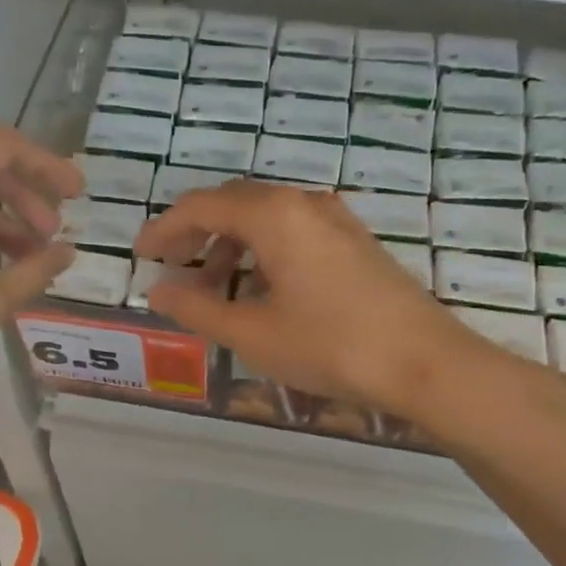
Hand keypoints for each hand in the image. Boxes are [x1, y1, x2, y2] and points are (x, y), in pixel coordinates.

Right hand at [136, 181, 523, 419]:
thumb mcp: (252, 333)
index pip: (202, 206)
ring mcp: (335, 220)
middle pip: (233, 204)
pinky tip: (260, 289)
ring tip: (212, 287)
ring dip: (230, 244)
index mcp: (274, 215)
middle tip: (171, 267)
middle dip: (195, 233)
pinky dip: (263, 251)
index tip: (141, 255)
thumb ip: (196, 308)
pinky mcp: (354, 242)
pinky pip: (294, 231)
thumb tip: (157, 291)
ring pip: (266, 217)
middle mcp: (304, 203)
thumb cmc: (329, 345)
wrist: (423, 362)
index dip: (165, 229)